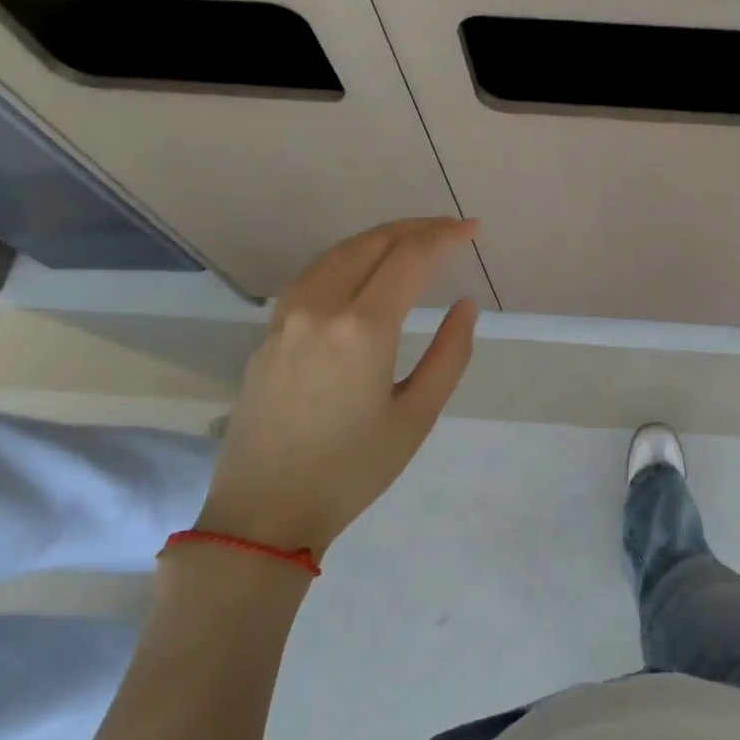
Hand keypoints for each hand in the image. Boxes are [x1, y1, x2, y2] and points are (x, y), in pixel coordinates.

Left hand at [196, 218, 480, 558]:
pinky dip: (347, 258)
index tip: (474, 229)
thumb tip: (466, 306)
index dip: (445, 237)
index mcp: (363, 327)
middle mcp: (321, 308)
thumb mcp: (417, 416)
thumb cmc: (353, 470)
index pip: (410, 258)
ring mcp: (287, 318)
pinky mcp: (269, 334)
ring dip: (379, 237)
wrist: (265, 511)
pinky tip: (362, 270)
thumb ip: (449, 354)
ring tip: (413, 239)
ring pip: (337, 253)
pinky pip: (313, 275)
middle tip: (450, 228)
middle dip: (415, 228)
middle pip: (371, 243)